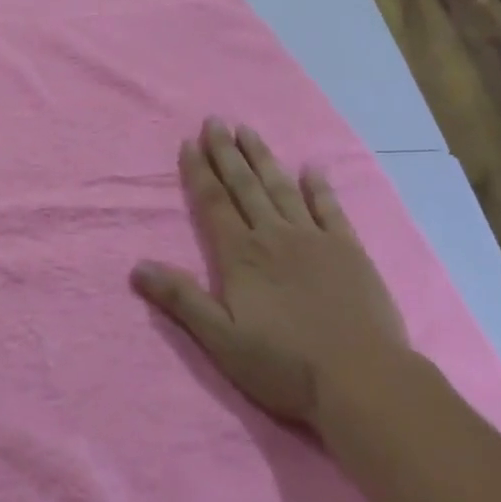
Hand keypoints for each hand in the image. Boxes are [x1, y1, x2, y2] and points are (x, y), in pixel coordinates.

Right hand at [132, 121, 411, 431]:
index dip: (199, 172)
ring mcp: (314, 239)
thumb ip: (181, 299)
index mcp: (241, 255)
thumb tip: (137, 266)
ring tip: (248, 130)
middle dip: (227, 152)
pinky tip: (312, 168)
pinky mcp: (349, 250)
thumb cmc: (286, 365)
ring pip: (281, 188)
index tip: (189, 143)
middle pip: (244, 186)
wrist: (363, 381)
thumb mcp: (222, 340)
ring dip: (262, 158)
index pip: (213, 203)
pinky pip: (330, 209)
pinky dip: (319, 187)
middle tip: (215, 121)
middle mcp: (274, 235)